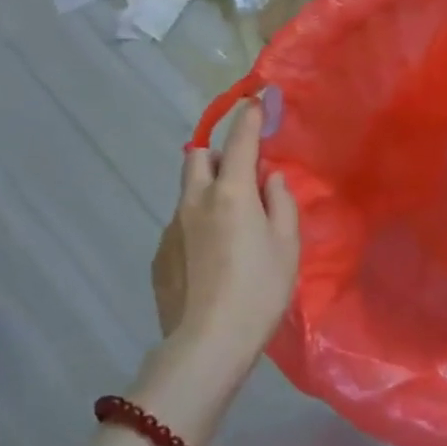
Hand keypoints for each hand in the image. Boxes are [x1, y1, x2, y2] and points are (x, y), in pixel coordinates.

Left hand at [151, 98, 300, 368]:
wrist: (207, 345)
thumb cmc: (259, 291)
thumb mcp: (287, 245)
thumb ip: (281, 203)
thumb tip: (270, 178)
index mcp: (231, 192)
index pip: (240, 141)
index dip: (250, 117)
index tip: (256, 100)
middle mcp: (196, 200)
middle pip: (197, 156)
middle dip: (217, 153)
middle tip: (241, 174)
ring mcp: (172, 227)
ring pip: (188, 191)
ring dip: (208, 191)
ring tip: (229, 225)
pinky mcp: (159, 254)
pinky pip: (181, 224)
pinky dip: (197, 224)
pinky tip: (211, 258)